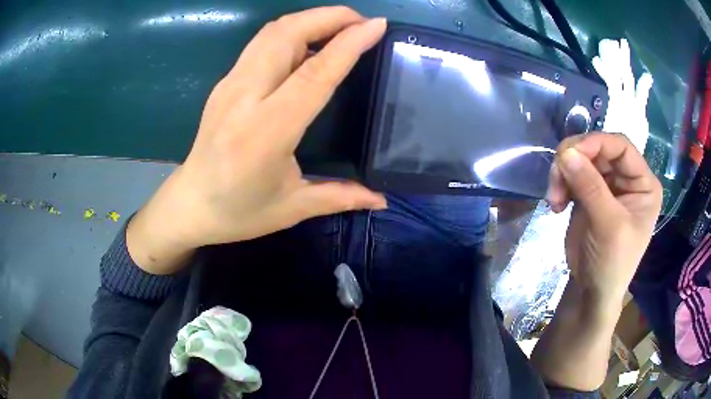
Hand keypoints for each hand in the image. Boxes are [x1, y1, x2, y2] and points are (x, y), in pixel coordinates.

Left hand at [127, 7, 387, 272]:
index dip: (349, 43)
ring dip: (309, 19)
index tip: (376, 25)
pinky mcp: (224, 82)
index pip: (315, 72)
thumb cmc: (238, 212)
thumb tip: (381, 198)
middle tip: (362, 22)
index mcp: (266, 131)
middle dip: (329, 17)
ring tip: (340, 26)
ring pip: (271, 32)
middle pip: (287, 34)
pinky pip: (261, 43)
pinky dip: (291, 31)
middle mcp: (245, 97)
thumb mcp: (293, 208)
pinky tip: (309, 43)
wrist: (190, 205)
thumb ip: (340, 196)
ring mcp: (229, 85)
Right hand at [547, 133, 662, 310]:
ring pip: (582, 160)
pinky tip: (556, 204)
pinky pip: (572, 175)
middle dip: (575, 161)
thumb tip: (566, 151)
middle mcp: (628, 179)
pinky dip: (561, 184)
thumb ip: (590, 187)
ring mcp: (608, 186)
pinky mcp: (589, 194)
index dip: (596, 143)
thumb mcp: (608, 226)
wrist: (592, 293)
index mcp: (644, 184)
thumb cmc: (612, 264)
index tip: (568, 154)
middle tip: (555, 179)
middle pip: (599, 150)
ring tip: (554, 199)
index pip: (621, 147)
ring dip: (564, 174)